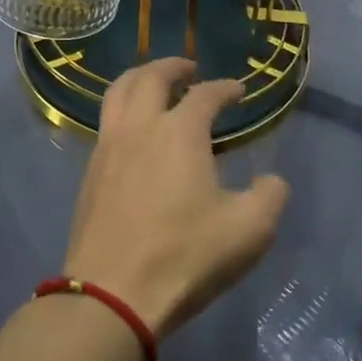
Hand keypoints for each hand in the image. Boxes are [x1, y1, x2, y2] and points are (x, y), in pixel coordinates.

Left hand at [63, 58, 288, 338]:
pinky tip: (135, 133)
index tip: (238, 91)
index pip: (205, 94)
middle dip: (172, 66)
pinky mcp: (89, 173)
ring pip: (117, 93)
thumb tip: (271, 181)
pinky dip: (123, 111)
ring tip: (154, 86)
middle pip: (150, 77)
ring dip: (139, 80)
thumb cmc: (185, 256)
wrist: (113, 294)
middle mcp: (139, 127)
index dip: (225, 88)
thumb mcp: (249, 230)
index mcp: (179, 132)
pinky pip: (106, 123)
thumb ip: (269, 197)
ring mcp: (108, 148)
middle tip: (189, 69)